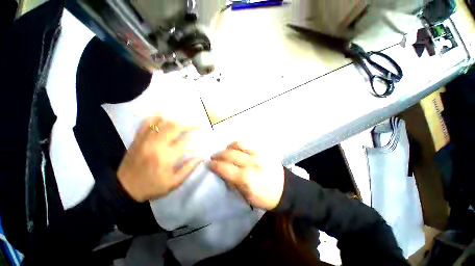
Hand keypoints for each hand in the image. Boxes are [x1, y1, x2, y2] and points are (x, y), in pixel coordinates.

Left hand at [117, 116, 202, 201]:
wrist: (124, 189)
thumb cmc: (152, 187)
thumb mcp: (174, 183)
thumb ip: (189, 169)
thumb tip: (201, 157)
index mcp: (166, 157)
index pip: (185, 142)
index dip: (195, 138)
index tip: (201, 137)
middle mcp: (155, 145)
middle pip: (174, 127)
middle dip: (188, 124)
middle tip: (196, 125)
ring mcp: (145, 140)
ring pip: (161, 123)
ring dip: (175, 120)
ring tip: (184, 121)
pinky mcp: (137, 139)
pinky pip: (146, 123)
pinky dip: (155, 118)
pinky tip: (163, 116)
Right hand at [209, 142, 284, 209]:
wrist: (286, 189)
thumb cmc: (265, 197)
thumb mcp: (246, 197)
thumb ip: (233, 183)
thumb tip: (222, 172)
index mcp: (246, 179)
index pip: (224, 168)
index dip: (214, 165)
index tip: (209, 164)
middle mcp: (251, 164)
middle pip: (229, 155)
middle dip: (218, 155)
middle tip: (214, 157)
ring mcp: (258, 155)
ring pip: (237, 145)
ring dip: (227, 148)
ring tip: (224, 151)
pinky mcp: (263, 151)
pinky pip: (247, 143)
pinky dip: (237, 144)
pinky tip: (234, 148)